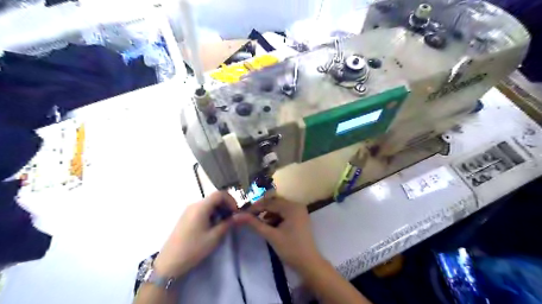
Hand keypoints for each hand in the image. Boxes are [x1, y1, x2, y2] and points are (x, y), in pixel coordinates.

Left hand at [153, 192, 237, 278]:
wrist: (169, 262)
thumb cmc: (193, 249)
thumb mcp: (214, 237)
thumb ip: (228, 223)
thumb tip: (241, 215)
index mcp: (201, 207)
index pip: (220, 194)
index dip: (231, 200)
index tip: (236, 213)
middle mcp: (194, 204)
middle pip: (214, 198)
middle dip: (226, 206)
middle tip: (232, 219)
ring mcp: (189, 210)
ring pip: (209, 204)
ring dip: (219, 210)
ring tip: (223, 224)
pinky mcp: (186, 217)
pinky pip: (202, 209)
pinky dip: (212, 214)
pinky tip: (213, 226)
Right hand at [234, 196, 324, 274]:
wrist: (308, 263)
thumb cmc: (290, 249)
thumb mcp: (271, 235)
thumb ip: (255, 224)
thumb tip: (238, 216)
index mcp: (292, 207)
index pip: (270, 203)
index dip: (255, 207)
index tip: (243, 214)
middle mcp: (297, 205)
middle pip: (275, 202)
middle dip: (262, 209)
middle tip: (250, 217)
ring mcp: (299, 211)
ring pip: (279, 207)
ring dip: (269, 213)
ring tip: (261, 224)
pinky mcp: (300, 217)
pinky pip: (285, 212)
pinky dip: (276, 217)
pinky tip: (270, 225)